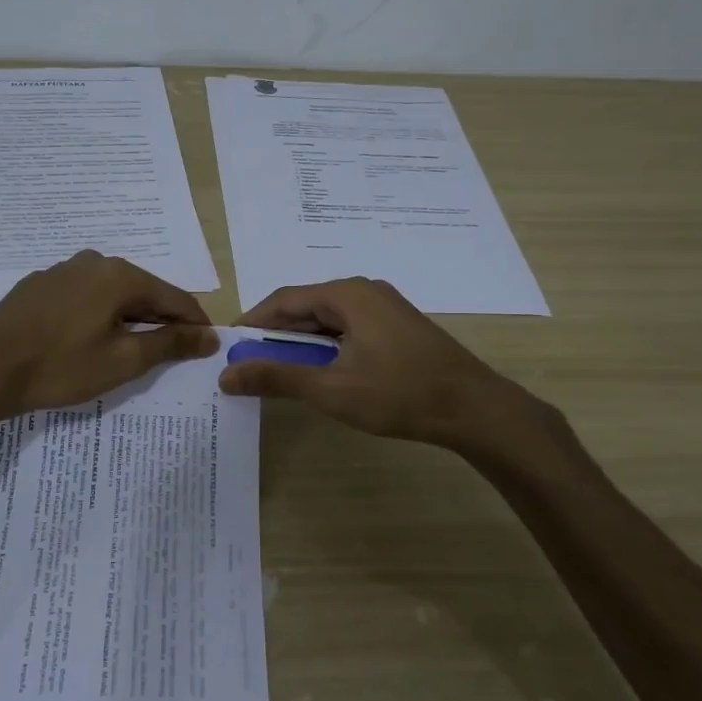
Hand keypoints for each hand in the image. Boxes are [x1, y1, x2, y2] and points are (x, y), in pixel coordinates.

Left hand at [0, 251, 217, 421]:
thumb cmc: (61, 366)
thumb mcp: (124, 360)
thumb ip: (170, 343)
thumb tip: (210, 335)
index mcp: (121, 275)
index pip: (174, 297)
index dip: (194, 322)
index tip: (207, 345)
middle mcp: (94, 262)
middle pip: (143, 291)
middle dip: (161, 319)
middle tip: (172, 352)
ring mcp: (62, 270)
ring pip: (111, 293)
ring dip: (128, 317)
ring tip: (131, 349)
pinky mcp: (39, 285)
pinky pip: (83, 297)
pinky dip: (98, 315)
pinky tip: (89, 339)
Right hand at [219, 277, 554, 449]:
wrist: (474, 409)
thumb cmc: (400, 394)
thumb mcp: (331, 389)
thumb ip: (276, 378)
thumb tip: (227, 374)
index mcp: (347, 294)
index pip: (283, 300)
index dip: (252, 322)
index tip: (227, 346)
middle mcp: (364, 291)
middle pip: (306, 307)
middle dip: (274, 334)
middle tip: (247, 364)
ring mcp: (385, 308)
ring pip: (327, 320)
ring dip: (300, 343)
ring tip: (277, 371)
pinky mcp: (397, 328)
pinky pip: (348, 329)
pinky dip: (325, 348)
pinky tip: (319, 372)